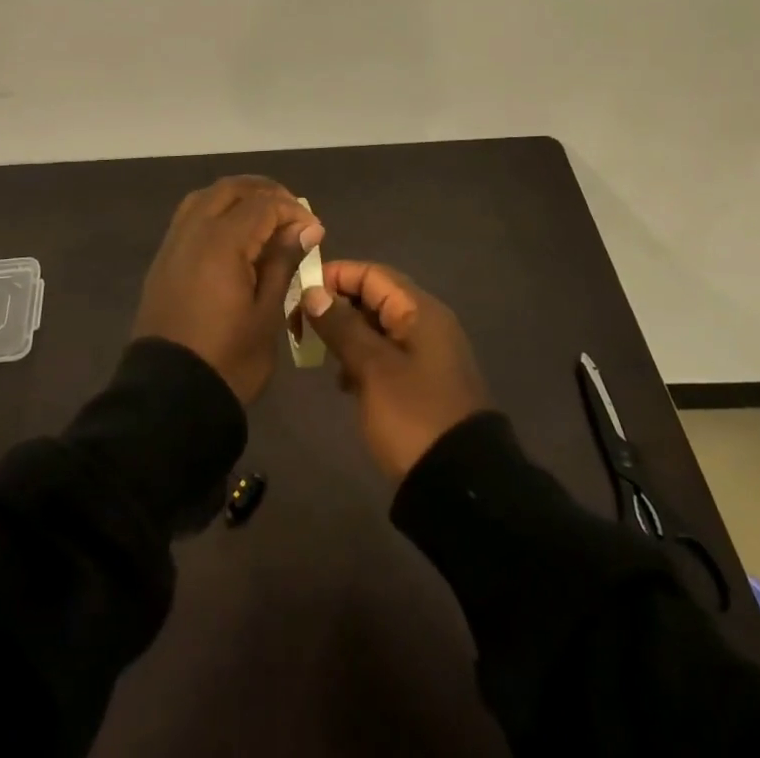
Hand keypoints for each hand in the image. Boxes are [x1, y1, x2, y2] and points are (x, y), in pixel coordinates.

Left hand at [132, 176, 323, 404]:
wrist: (169, 397)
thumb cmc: (228, 359)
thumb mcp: (267, 314)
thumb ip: (283, 262)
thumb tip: (306, 228)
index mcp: (221, 243)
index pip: (262, 205)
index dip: (292, 211)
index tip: (315, 231)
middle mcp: (193, 232)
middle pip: (230, 189)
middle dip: (265, 192)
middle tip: (292, 214)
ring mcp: (173, 244)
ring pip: (205, 197)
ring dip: (237, 197)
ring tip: (264, 218)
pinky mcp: (163, 260)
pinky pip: (189, 217)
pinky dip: (215, 212)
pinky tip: (233, 234)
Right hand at [303, 261, 490, 478]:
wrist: (460, 486)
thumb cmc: (413, 416)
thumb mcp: (372, 368)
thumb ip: (341, 326)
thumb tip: (313, 291)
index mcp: (420, 311)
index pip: (371, 273)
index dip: (334, 276)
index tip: (299, 293)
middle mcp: (426, 324)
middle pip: (374, 297)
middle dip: (336, 306)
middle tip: (301, 325)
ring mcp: (426, 354)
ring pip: (377, 327)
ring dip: (346, 334)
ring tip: (318, 353)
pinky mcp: (422, 382)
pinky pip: (385, 354)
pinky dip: (361, 359)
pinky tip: (344, 382)